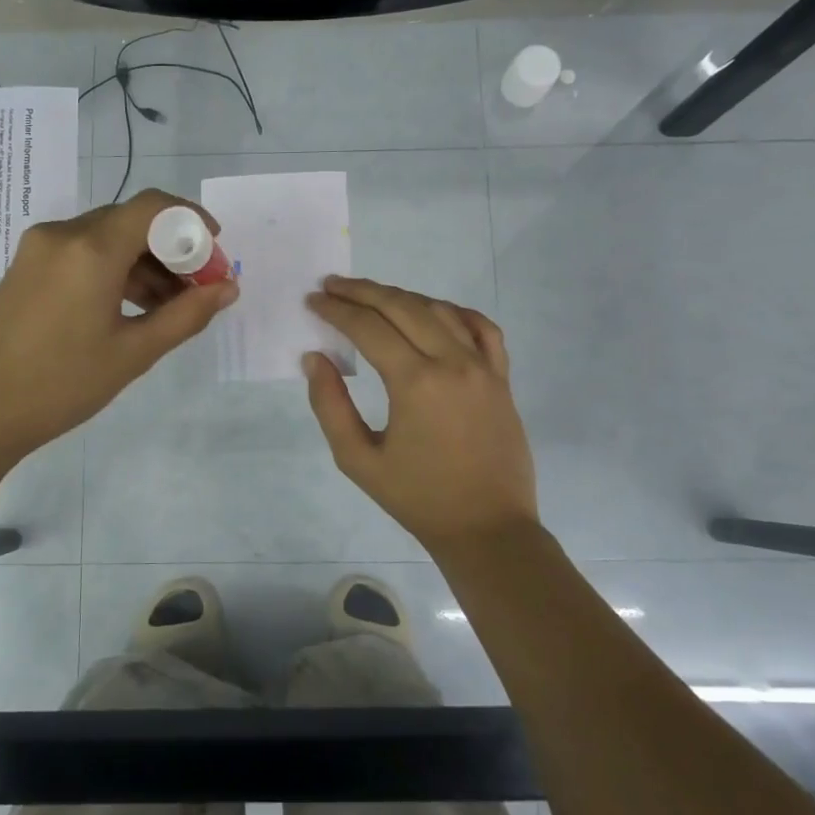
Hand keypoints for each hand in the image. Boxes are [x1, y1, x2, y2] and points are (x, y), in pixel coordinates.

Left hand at [0, 189, 238, 462]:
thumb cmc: (62, 385)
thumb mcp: (134, 352)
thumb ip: (187, 315)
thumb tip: (228, 289)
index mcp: (90, 250)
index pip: (153, 207)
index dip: (192, 220)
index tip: (216, 250)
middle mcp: (63, 234)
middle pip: (132, 221)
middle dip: (173, 248)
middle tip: (200, 288)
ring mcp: (40, 248)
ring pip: (108, 237)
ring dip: (145, 262)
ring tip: (171, 306)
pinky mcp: (28, 266)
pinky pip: (83, 252)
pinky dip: (115, 269)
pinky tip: (133, 306)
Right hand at [304, 277, 539, 555]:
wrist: (487, 528)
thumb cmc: (418, 498)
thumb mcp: (358, 459)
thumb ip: (330, 405)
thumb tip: (315, 359)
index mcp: (415, 382)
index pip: (368, 328)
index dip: (336, 310)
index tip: (313, 301)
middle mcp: (452, 362)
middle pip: (402, 307)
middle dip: (362, 292)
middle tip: (333, 285)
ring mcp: (483, 367)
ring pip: (439, 310)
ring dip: (401, 297)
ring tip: (372, 295)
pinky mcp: (501, 378)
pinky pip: (482, 328)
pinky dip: (454, 312)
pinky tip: (434, 311)